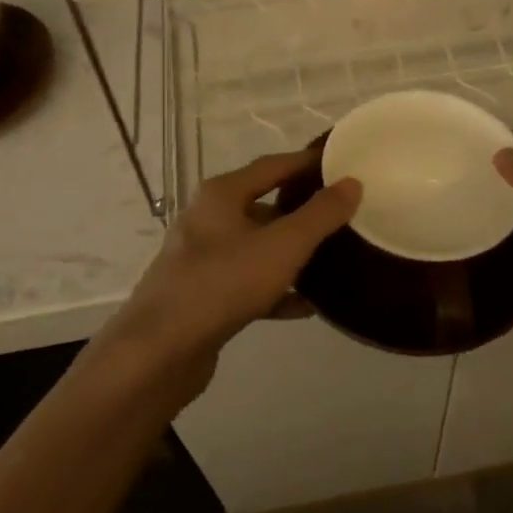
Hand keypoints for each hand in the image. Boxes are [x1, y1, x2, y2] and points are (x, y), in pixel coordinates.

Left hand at [98, 151, 359, 403]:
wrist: (160, 350)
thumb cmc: (224, 282)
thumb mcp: (283, 245)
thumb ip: (320, 214)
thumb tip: (351, 183)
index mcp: (222, 194)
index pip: (273, 165)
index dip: (308, 162)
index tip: (341, 164)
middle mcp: (208, 219)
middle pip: (263, 206)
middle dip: (302, 211)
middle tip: (342, 216)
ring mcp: (202, 259)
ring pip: (256, 248)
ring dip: (290, 254)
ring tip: (331, 260)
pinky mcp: (203, 296)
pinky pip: (247, 284)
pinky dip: (275, 290)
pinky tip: (306, 306)